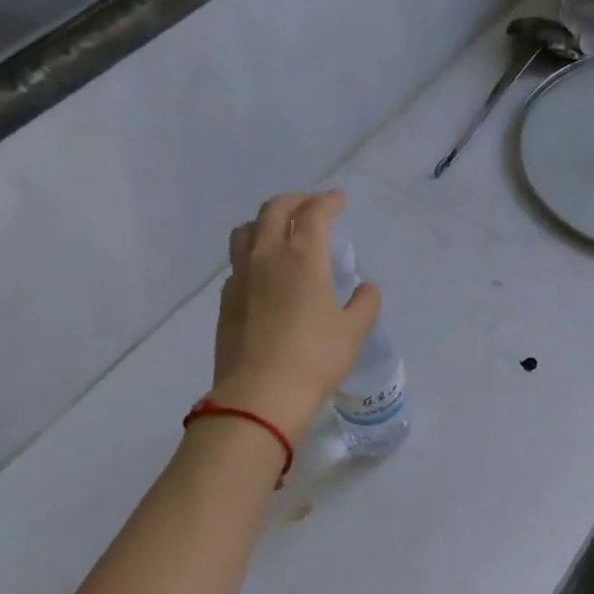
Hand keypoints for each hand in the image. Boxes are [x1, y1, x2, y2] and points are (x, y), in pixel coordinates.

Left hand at [210, 191, 380, 438]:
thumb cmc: (315, 358)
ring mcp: (241, 276)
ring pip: (247, 230)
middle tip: (310, 206)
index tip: (338, 199)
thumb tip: (367, 288)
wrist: (260, 393)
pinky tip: (264, 272)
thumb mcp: (353, 332)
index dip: (328, 202)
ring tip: (280, 230)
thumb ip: (364, 304)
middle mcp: (267, 256)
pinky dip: (253, 253)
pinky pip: (238, 261)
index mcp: (302, 257)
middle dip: (295, 201)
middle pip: (274, 210)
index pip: (314, 214)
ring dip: (266, 221)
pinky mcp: (227, 299)